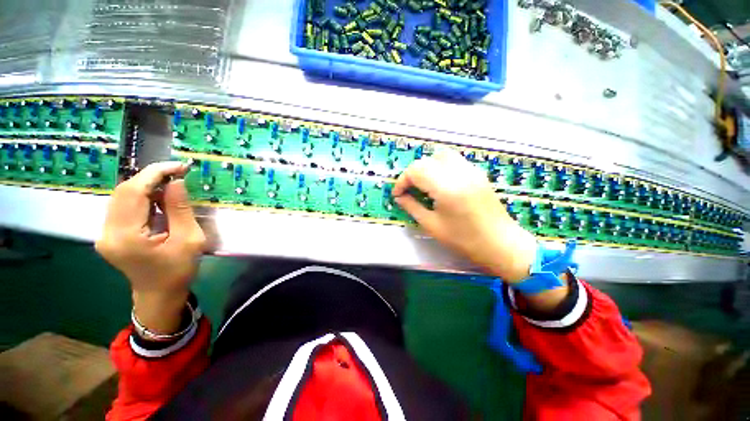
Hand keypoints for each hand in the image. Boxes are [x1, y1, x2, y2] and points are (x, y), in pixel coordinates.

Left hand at [96, 162, 206, 333]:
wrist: (159, 295)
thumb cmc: (178, 271)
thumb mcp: (189, 240)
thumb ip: (180, 209)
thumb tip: (176, 181)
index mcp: (125, 236)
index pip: (133, 192)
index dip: (155, 173)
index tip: (178, 166)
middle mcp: (107, 232)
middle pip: (123, 192)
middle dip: (150, 177)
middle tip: (177, 173)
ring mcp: (104, 233)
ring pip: (121, 197)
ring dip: (145, 186)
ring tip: (170, 185)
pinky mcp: (109, 234)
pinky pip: (122, 207)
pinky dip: (141, 197)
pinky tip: (157, 199)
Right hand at [393, 150, 536, 282]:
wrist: (501, 244)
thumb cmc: (464, 240)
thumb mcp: (432, 226)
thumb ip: (412, 207)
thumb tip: (399, 197)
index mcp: (447, 188)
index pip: (416, 171)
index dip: (402, 181)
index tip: (398, 194)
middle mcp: (460, 173)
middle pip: (426, 160)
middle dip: (412, 173)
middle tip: (409, 190)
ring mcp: (471, 170)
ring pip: (441, 155)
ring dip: (427, 166)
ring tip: (423, 184)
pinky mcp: (478, 173)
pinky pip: (454, 161)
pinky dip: (440, 167)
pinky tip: (440, 184)